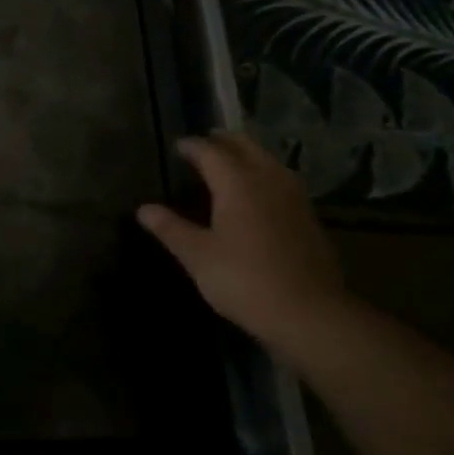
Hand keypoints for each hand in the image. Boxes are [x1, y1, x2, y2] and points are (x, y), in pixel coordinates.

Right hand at [137, 132, 350, 349]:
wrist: (309, 313)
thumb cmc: (244, 280)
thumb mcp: (198, 256)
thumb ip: (171, 228)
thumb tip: (144, 209)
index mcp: (237, 183)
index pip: (210, 152)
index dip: (192, 146)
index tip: (178, 146)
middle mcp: (268, 179)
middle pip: (245, 147)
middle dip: (223, 141)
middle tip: (205, 143)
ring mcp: (293, 197)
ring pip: (267, 161)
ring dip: (247, 154)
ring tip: (230, 161)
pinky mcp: (308, 216)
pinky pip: (281, 180)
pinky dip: (264, 174)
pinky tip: (258, 192)